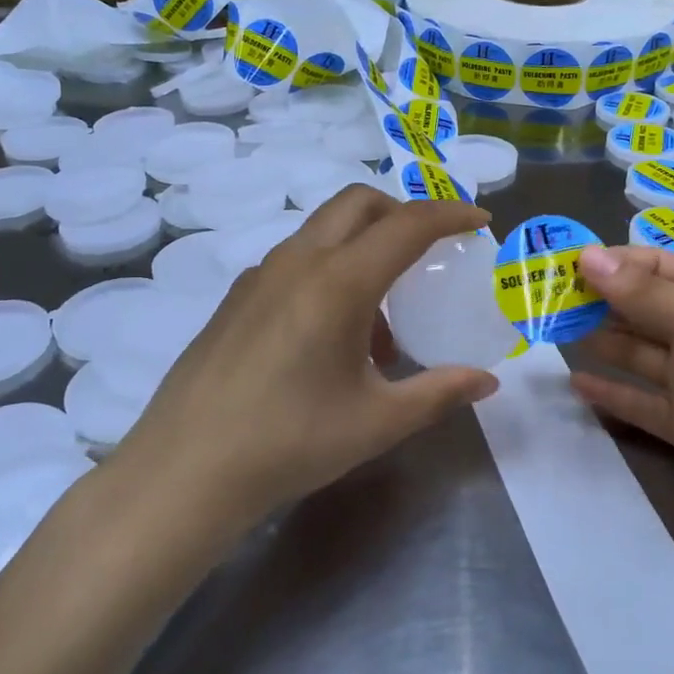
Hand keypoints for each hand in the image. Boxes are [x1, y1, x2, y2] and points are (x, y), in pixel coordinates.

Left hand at [113, 187, 499, 528]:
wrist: (185, 471)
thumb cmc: (291, 442)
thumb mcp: (377, 422)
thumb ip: (439, 392)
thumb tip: (488, 382)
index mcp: (339, 282)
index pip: (407, 225)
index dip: (450, 215)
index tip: (479, 220)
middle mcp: (299, 261)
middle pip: (358, 202)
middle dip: (402, 212)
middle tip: (430, 250)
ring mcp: (261, 275)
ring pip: (324, 229)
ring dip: (364, 246)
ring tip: (382, 320)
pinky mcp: (237, 297)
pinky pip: (297, 259)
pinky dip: (330, 269)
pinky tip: (332, 336)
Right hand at [569, 245, 673, 545]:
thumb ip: (649, 296)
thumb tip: (586, 257)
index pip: (655, 267)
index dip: (610, 264)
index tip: (560, 266)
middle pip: (641, 308)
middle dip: (596, 300)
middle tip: (542, 299)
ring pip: (636, 352)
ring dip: (598, 339)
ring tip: (550, 331)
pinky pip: (640, 403)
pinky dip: (611, 393)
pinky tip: (575, 384)